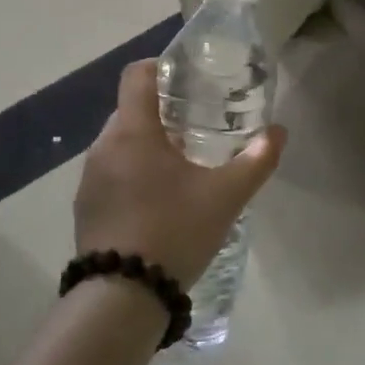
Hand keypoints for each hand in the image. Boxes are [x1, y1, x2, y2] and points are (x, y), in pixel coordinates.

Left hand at [74, 60, 286, 287]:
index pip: (136, 74)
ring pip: (120, 144)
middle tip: (197, 128)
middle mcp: (103, 146)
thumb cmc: (174, 230)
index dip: (161, 67)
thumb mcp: (225, 196)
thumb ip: (256, 160)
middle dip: (162, 112)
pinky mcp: (85, 207)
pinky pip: (111, 174)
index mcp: (133, 131)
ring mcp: (89, 178)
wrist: (121, 296)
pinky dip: (133, 174)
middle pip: (131, 110)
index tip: (189, 80)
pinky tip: (158, 202)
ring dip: (147, 146)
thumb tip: (279, 132)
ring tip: (182, 167)